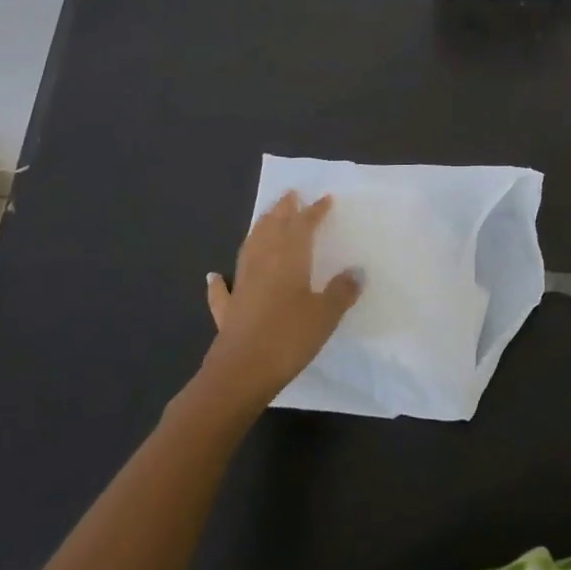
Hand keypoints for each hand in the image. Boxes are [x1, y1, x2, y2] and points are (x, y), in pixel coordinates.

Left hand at [202, 192, 360, 406]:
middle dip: (282, 211)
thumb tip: (356, 271)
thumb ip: (341, 292)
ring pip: (249, 249)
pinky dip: (218, 282)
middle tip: (290, 195)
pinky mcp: (227, 311)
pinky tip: (214, 276)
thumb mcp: (325, 315)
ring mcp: (241, 286)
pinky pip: (222, 291)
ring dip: (257, 231)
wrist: (240, 374)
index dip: (314, 211)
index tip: (325, 199)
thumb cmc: (288, 338)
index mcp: (288, 259)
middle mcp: (262, 264)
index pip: (302, 226)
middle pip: (271, 229)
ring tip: (265, 219)